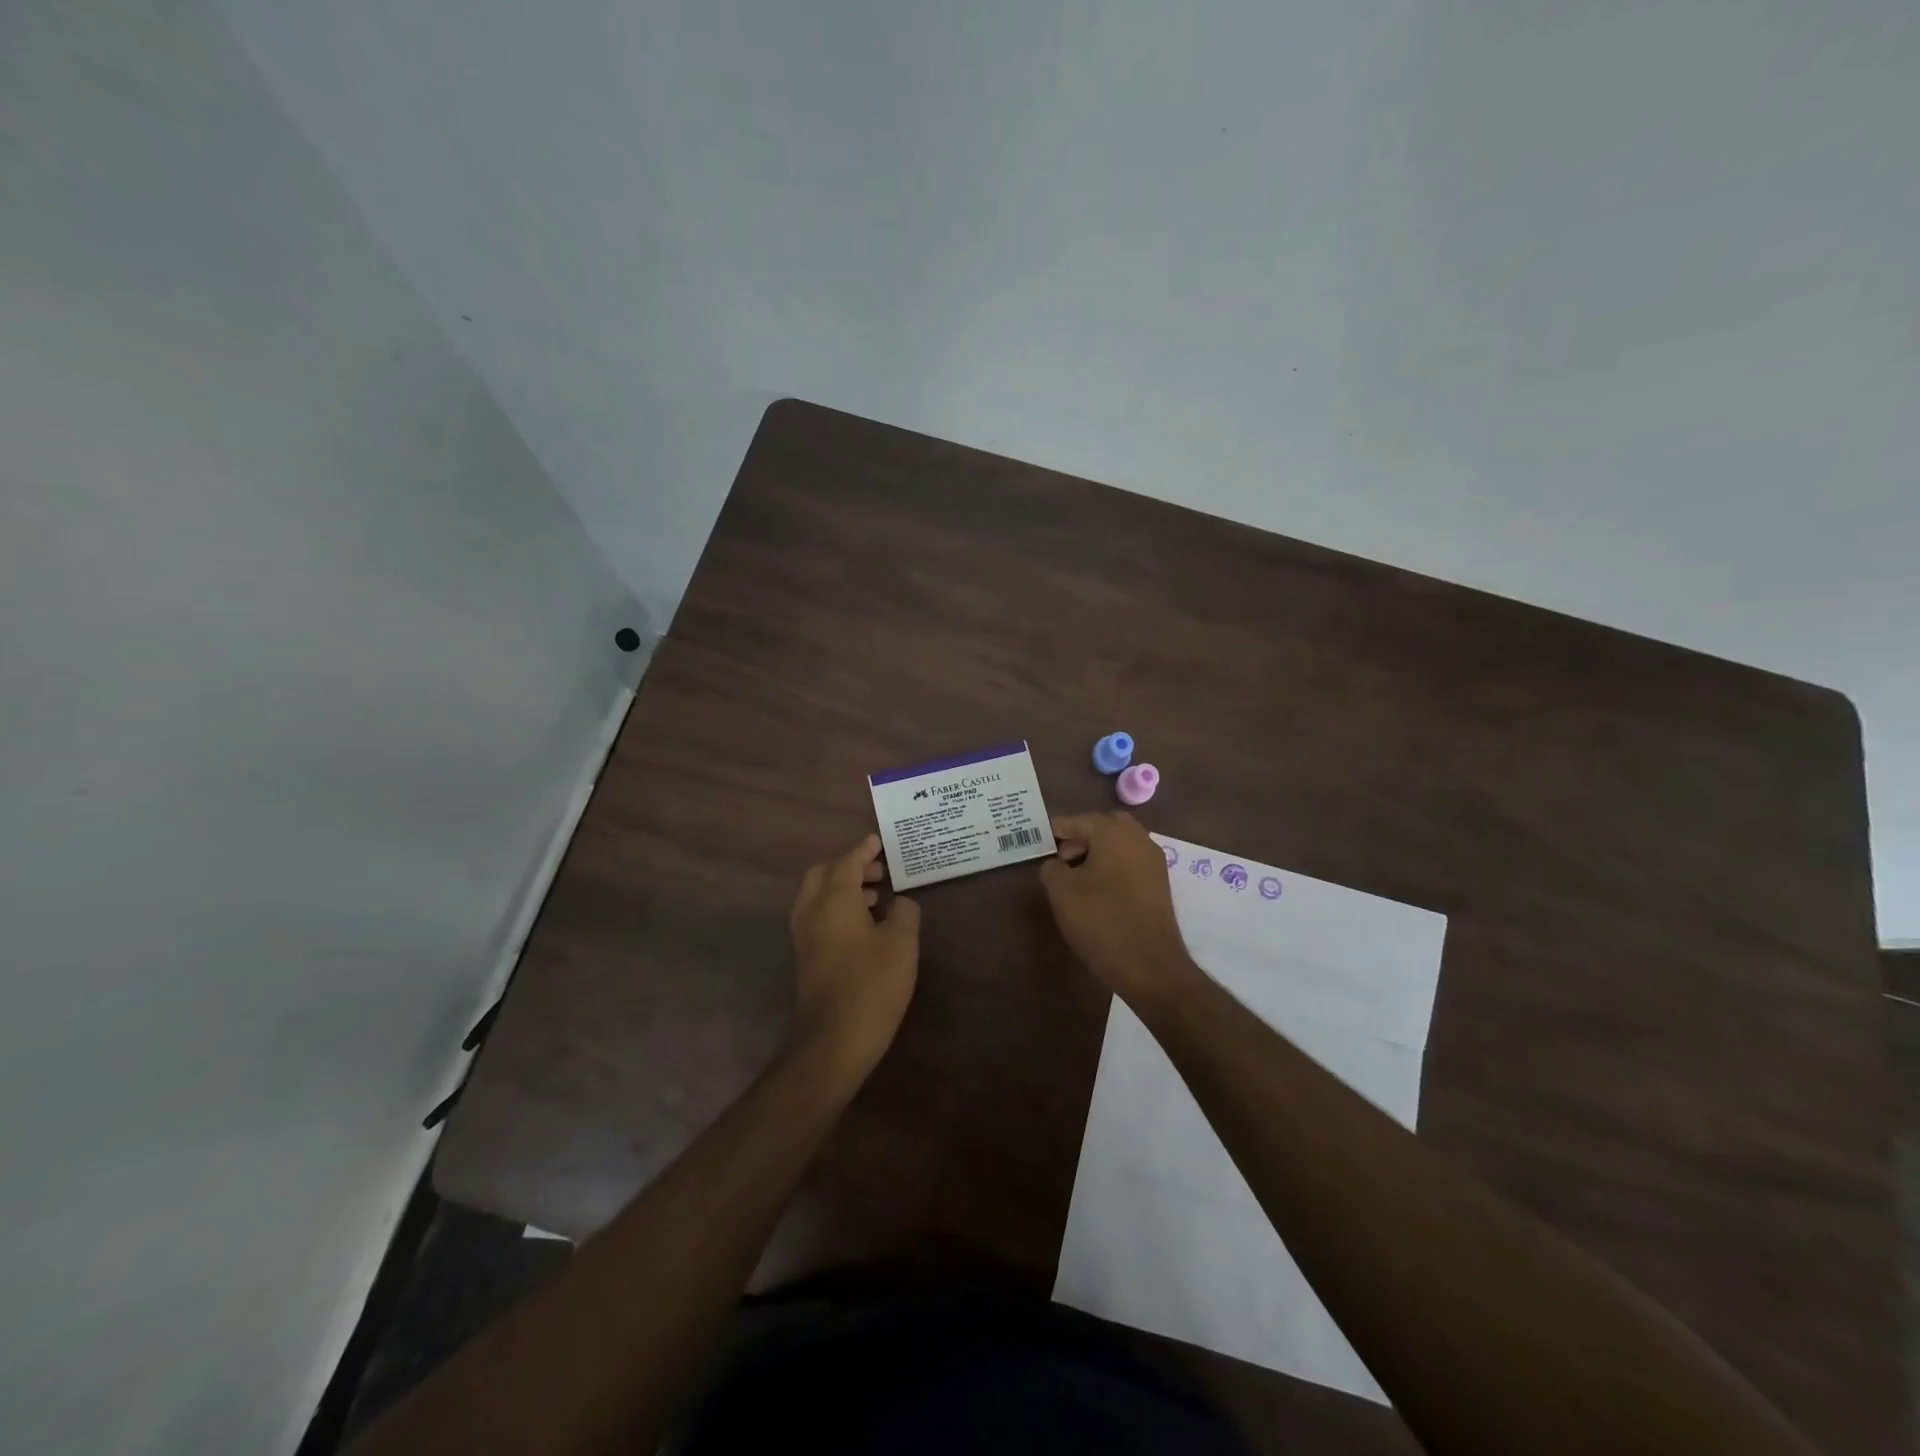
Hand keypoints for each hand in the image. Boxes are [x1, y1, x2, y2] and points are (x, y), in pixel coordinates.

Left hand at [788, 833, 920, 1082]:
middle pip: (825, 873)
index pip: (848, 862)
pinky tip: (864, 924)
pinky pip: (818, 915)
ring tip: (877, 897)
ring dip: (844, 887)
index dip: (864, 850)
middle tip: (879, 872)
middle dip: (850, 866)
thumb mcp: (902, 944)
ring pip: (819, 895)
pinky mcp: (805, 955)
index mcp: (834, 898)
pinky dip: (837, 907)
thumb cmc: (871, 984)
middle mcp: (812, 909)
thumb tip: (900, 903)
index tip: (878, 841)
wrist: (833, 1039)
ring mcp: (804, 934)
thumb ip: (905, 913)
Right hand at [1040, 812, 1200, 1008]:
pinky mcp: (1160, 885)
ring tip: (1075, 877)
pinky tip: (1097, 891)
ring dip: (1098, 852)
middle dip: (1082, 836)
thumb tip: (1056, 864)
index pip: (1080, 820)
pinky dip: (1113, 867)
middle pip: (1105, 826)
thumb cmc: (1101, 920)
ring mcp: (1153, 862)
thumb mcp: (1062, 891)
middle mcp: (1138, 839)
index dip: (1058, 829)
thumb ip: (1051, 868)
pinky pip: (1131, 863)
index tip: (1041, 839)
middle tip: (1061, 857)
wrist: (1150, 966)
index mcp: (1114, 832)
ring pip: (1120, 844)